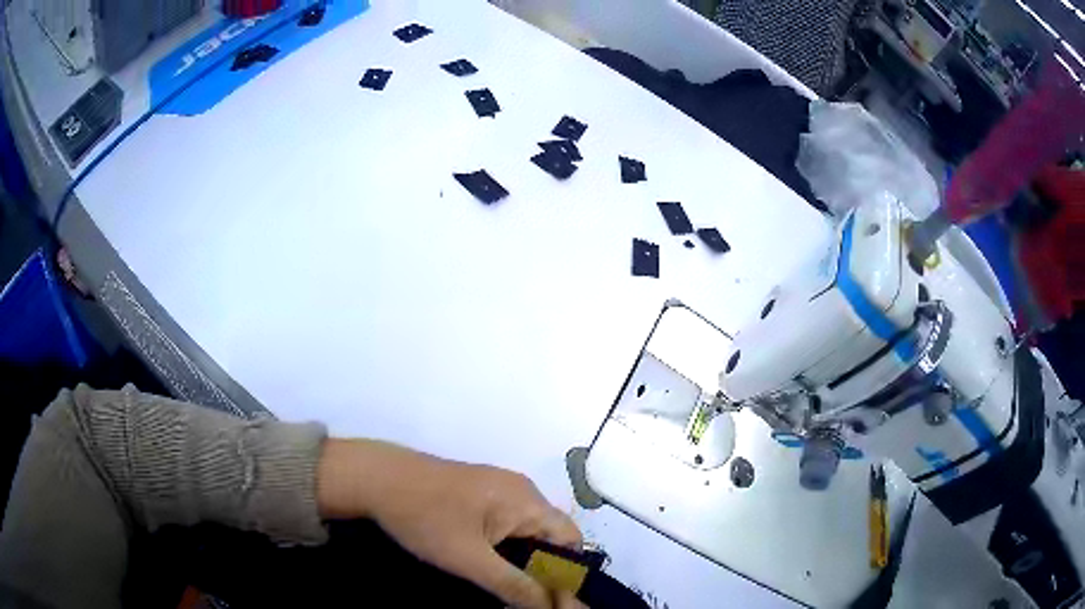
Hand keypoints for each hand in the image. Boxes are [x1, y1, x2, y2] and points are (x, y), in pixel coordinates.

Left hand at [318, 439, 583, 607]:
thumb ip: (513, 585)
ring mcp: (497, 489)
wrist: (375, 478)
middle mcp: (520, 491)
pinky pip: (504, 524)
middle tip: (522, 598)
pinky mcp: (477, 492)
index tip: (550, 600)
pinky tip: (483, 564)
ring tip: (502, 586)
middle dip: (540, 569)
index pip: (570, 540)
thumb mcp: (469, 559)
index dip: (566, 572)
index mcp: (527, 501)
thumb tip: (551, 607)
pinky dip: (502, 547)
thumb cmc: (425, 516)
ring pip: (524, 532)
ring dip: (519, 560)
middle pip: (548, 537)